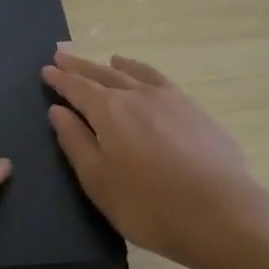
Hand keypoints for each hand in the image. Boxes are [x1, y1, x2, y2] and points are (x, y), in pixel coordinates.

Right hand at [43, 50, 268, 268]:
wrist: (221, 213)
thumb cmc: (148, 204)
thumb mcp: (98, 180)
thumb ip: (75, 142)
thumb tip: (58, 111)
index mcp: (108, 111)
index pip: (77, 88)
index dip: (60, 79)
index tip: (47, 69)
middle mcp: (137, 95)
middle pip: (103, 73)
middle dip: (80, 66)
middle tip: (63, 55)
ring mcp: (171, 99)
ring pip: (135, 73)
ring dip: (116, 65)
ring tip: (107, 58)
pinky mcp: (196, 111)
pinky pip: (161, 81)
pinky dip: (146, 73)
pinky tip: (147, 80)